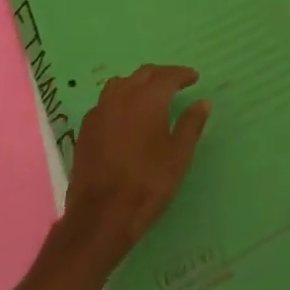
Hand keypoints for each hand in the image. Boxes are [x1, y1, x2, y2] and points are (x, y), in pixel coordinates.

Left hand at [63, 64, 210, 265]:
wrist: (101, 215)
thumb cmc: (147, 184)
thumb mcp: (179, 156)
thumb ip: (191, 125)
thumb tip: (203, 102)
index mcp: (148, 98)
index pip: (168, 75)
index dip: (182, 74)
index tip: (194, 77)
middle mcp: (123, 95)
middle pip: (144, 74)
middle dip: (161, 75)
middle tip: (175, 83)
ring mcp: (100, 110)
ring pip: (121, 83)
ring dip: (138, 83)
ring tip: (148, 95)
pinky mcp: (86, 128)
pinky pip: (105, 102)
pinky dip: (119, 100)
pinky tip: (124, 116)